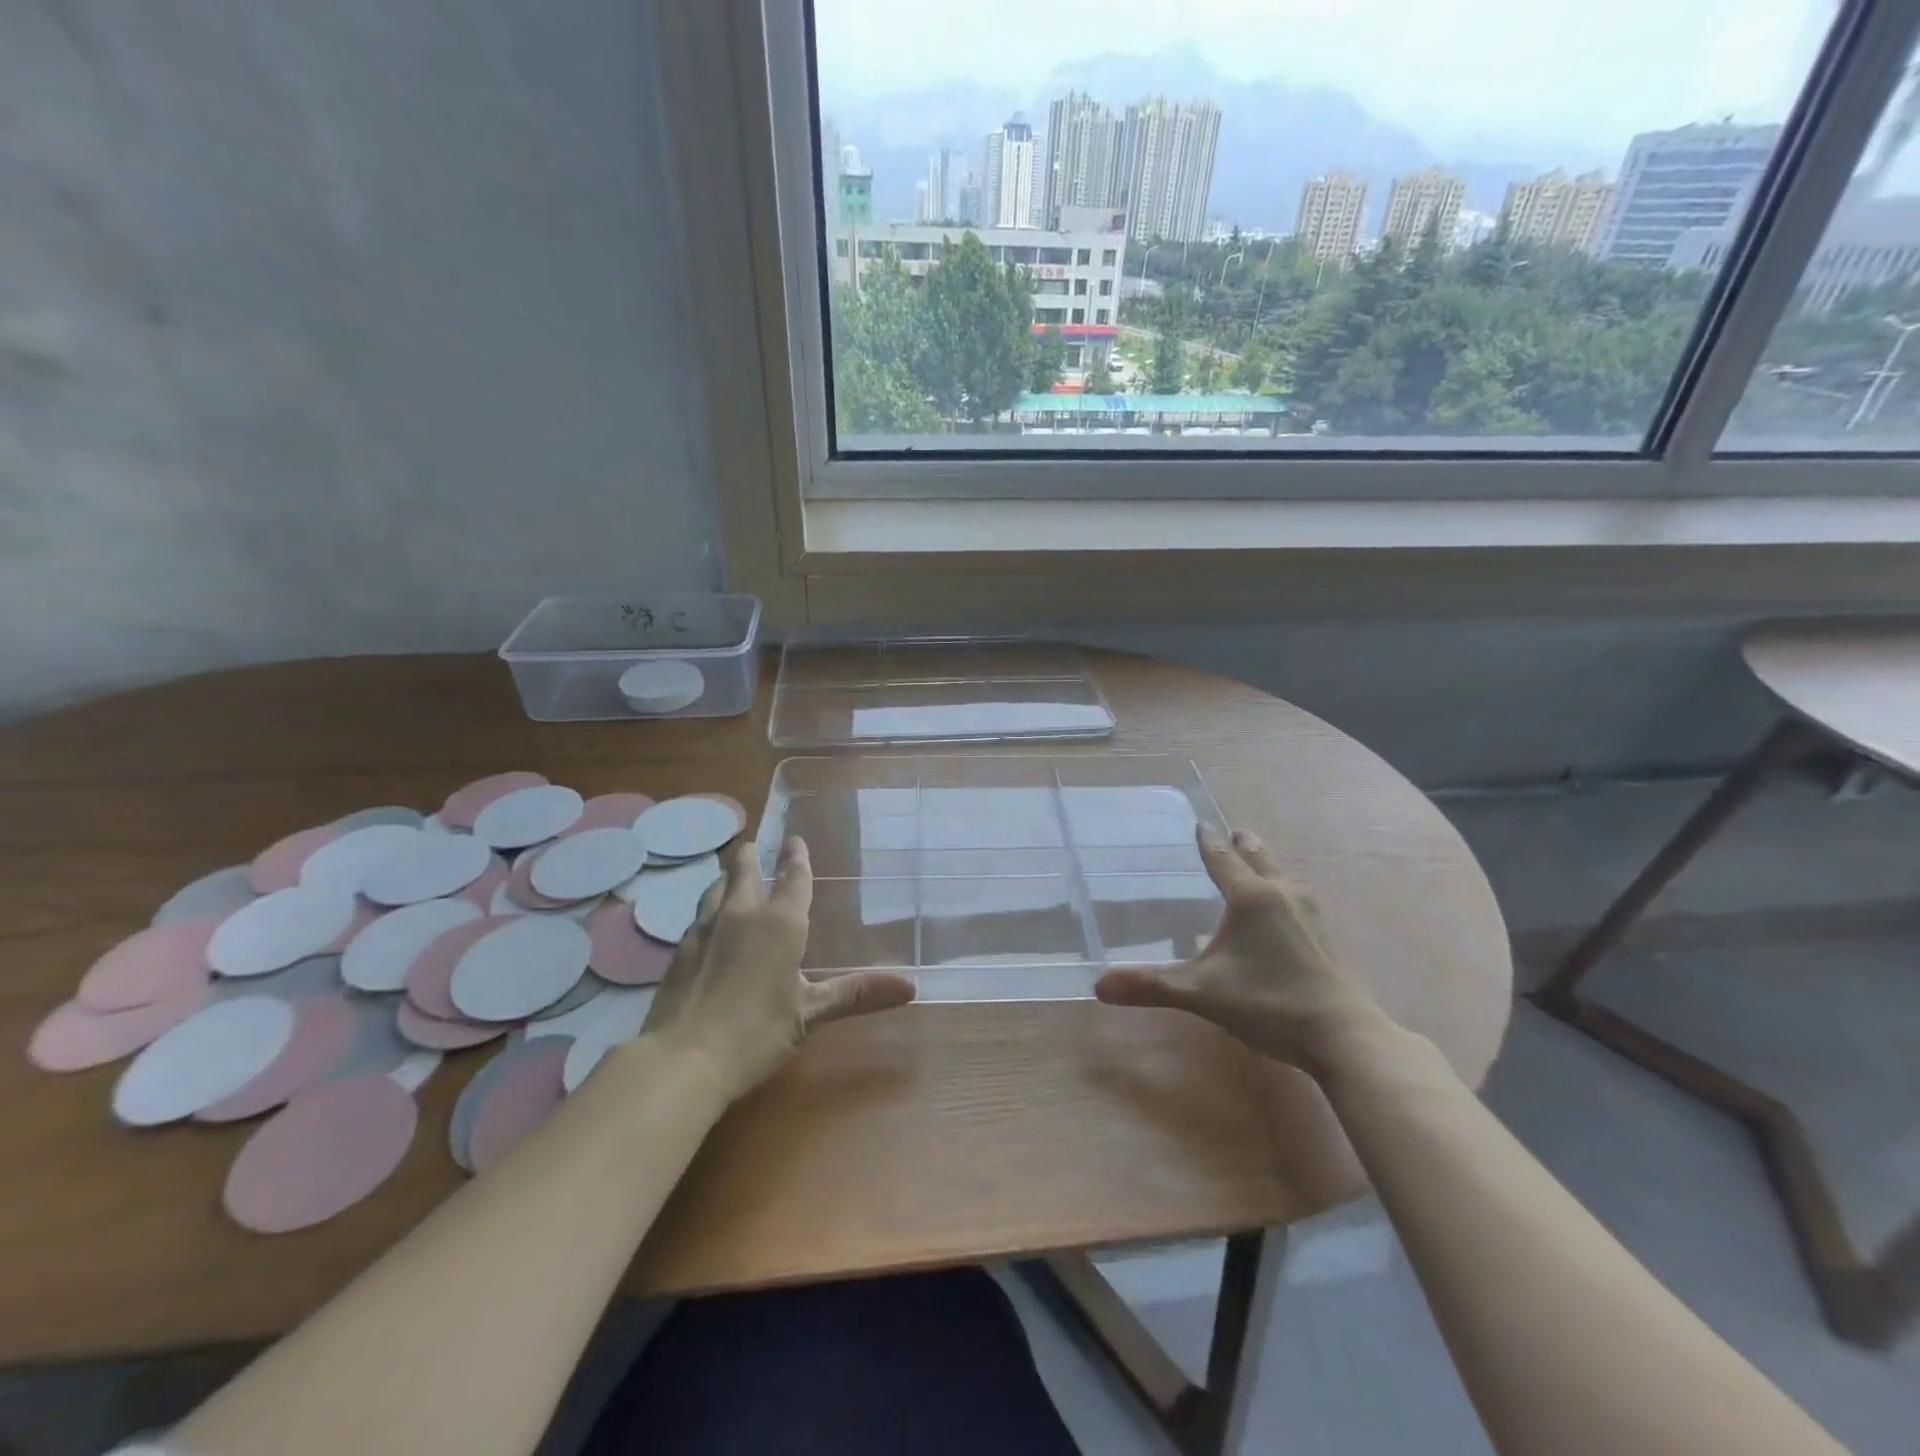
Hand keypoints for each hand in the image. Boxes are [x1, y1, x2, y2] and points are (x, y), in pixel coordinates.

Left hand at [642, 837, 915, 1100]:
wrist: (682, 1061)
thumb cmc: (757, 1032)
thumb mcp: (811, 1014)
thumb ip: (857, 994)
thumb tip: (911, 987)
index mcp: (780, 922)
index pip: (792, 876)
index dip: (796, 856)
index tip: (794, 838)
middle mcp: (740, 914)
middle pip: (744, 869)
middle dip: (751, 856)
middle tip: (754, 848)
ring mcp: (704, 930)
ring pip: (715, 888)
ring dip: (726, 879)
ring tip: (731, 879)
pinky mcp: (678, 952)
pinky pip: (697, 917)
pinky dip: (708, 910)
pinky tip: (707, 926)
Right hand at [1094, 826, 1388, 1078]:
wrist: (1346, 1037)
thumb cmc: (1269, 1004)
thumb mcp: (1202, 994)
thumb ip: (1151, 986)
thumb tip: (1099, 986)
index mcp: (1251, 896)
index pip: (1221, 856)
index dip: (1206, 840)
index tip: (1198, 824)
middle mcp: (1282, 892)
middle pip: (1258, 854)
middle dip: (1240, 844)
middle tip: (1226, 837)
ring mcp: (1310, 912)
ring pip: (1280, 874)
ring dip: (1262, 866)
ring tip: (1246, 870)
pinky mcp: (1325, 935)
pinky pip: (1294, 896)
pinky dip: (1278, 890)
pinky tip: (1274, 914)